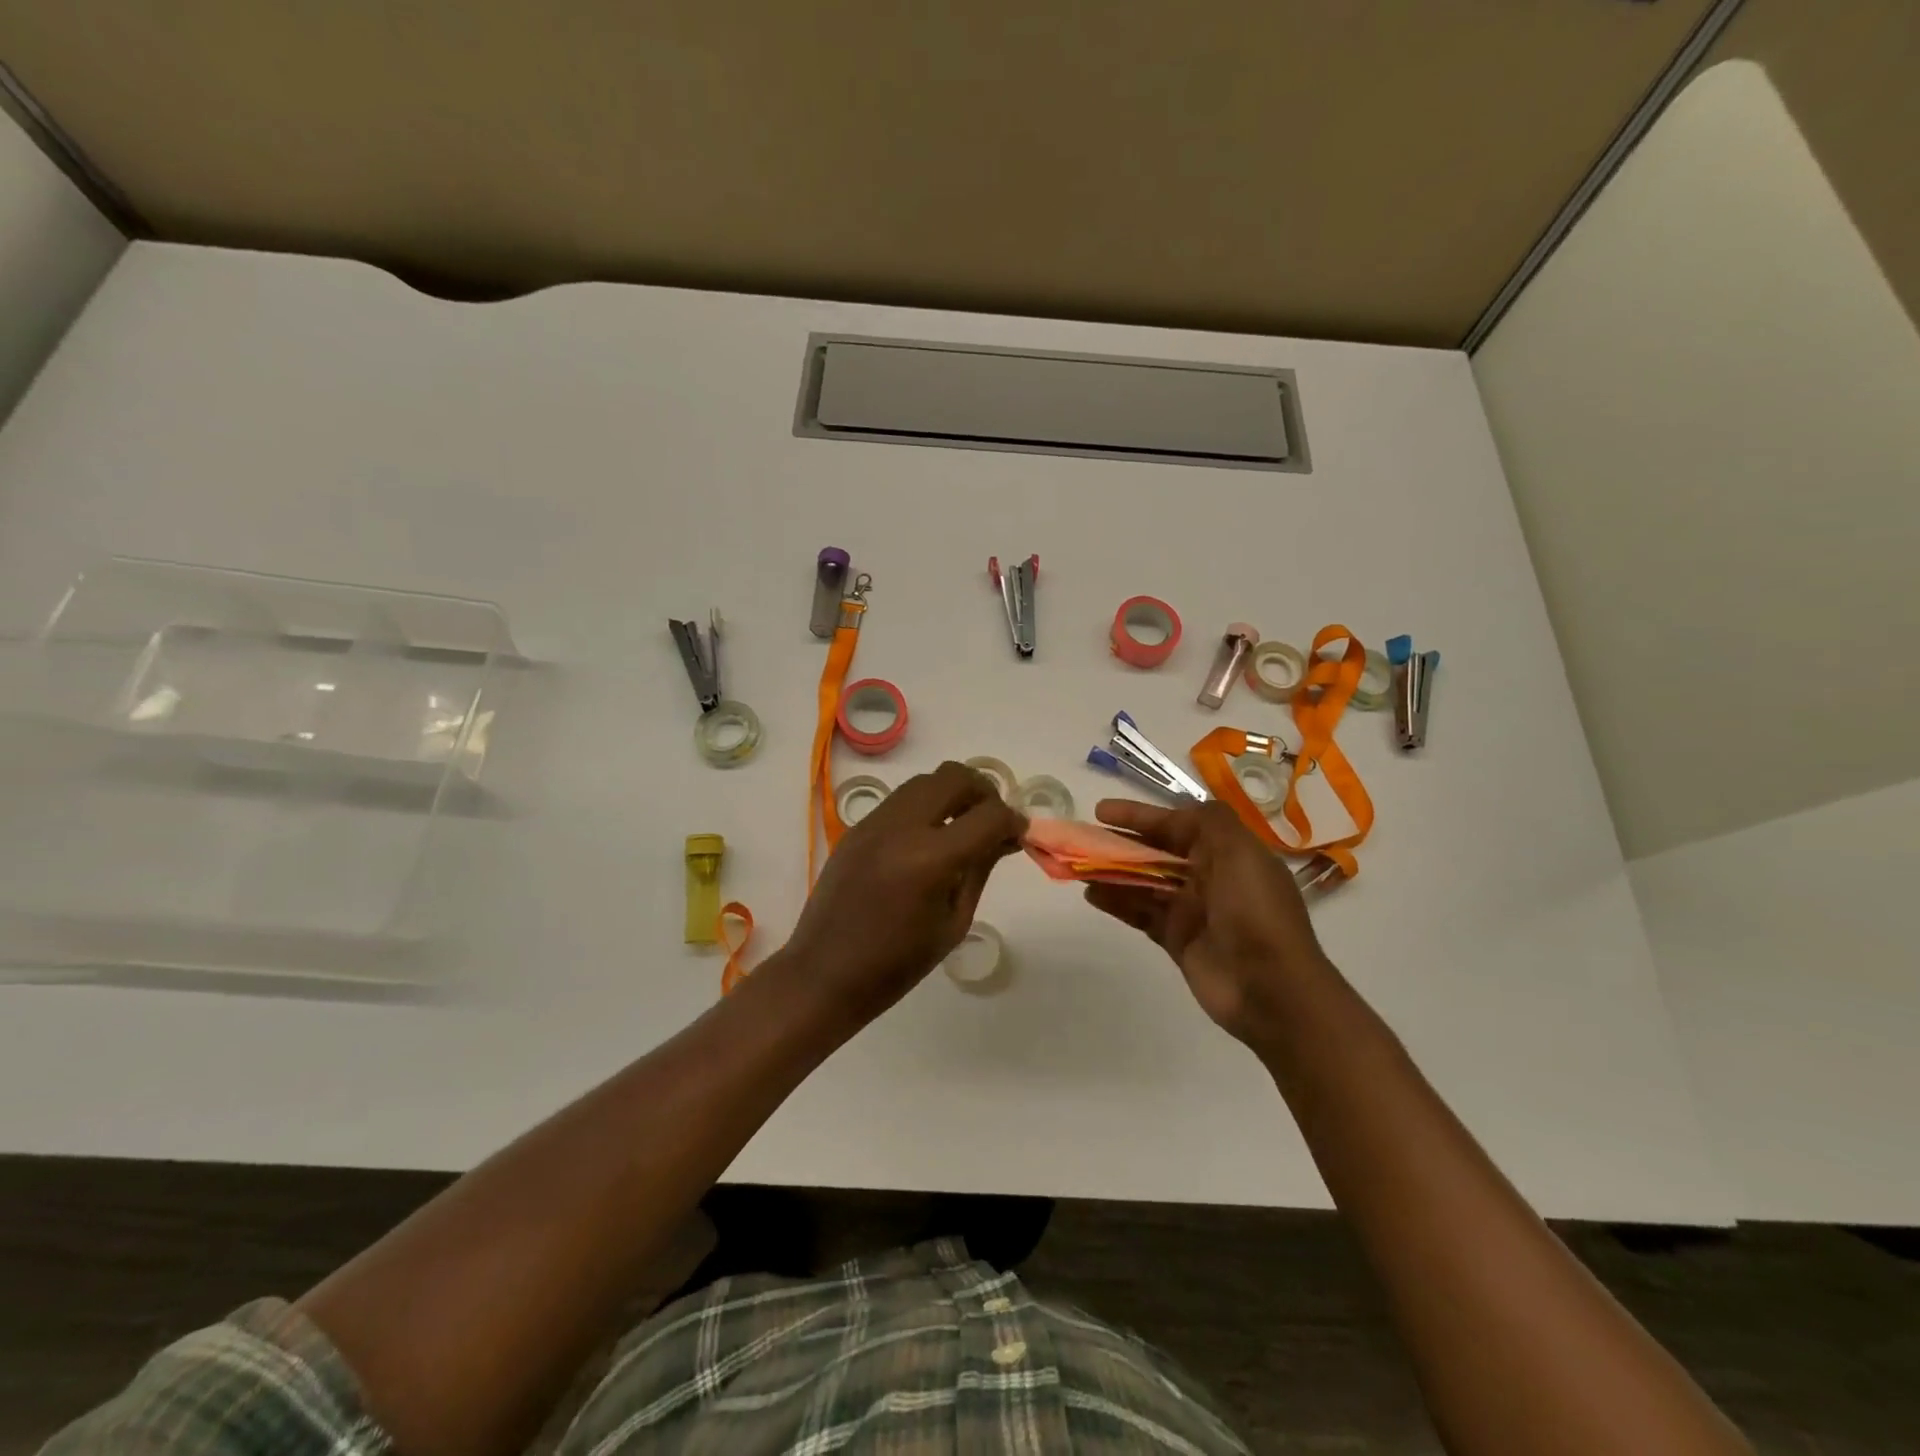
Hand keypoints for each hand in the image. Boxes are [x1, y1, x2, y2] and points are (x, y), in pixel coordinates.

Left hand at [773, 761, 1026, 1031]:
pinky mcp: (857, 827)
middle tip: (992, 823)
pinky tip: (928, 839)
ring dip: (952, 794)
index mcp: (930, 858)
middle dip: (984, 793)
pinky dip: (925, 806)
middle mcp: (901, 827)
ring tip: (962, 827)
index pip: (988, 814)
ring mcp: (874, 822)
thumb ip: (980, 869)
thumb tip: (1005, 836)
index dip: (1013, 821)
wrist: (824, 974)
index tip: (1019, 835)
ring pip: (926, 780)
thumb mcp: (953, 922)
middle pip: (955, 777)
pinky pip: (901, 799)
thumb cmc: (897, 964)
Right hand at [1084, 799, 1331, 1048]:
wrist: (1272, 988)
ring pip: (1144, 882)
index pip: (1178, 824)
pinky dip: (1117, 902)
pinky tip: (1091, 894)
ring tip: (1078, 865)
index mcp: (1228, 853)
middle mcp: (1209, 877)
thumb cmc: (1255, 911)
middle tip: (1082, 838)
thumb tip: (1182, 807)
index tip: (1102, 812)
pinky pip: (1141, 913)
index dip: (1140, 816)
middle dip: (1121, 843)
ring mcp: (1192, 910)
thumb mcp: (1240, 853)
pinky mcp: (1177, 939)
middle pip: (1156, 852)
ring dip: (1113, 872)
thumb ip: (1210, 821)